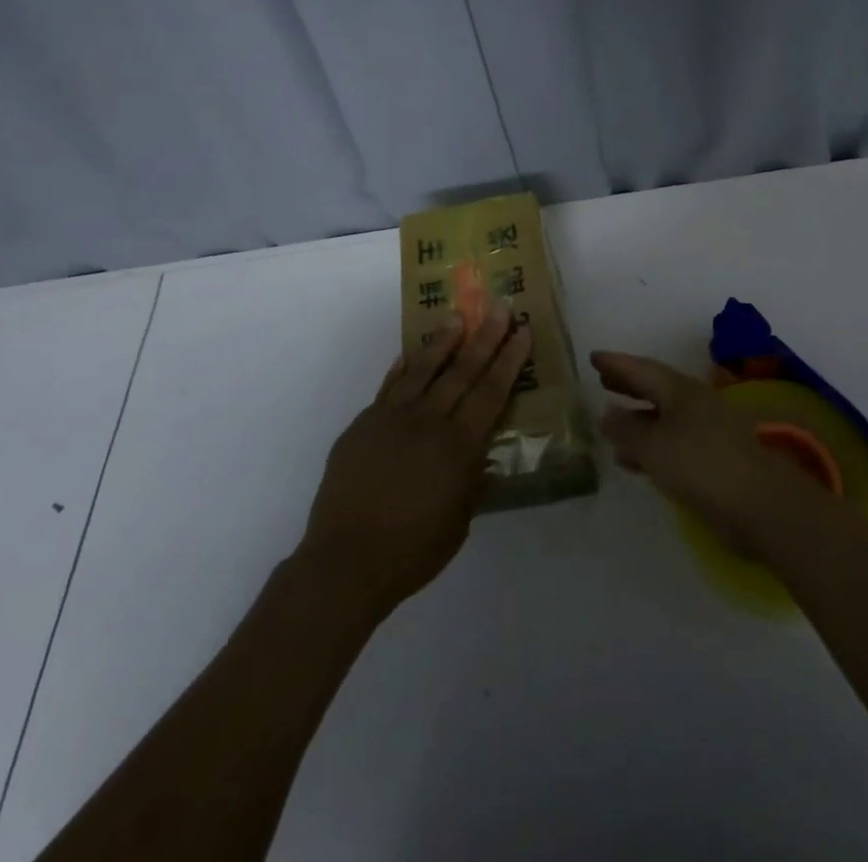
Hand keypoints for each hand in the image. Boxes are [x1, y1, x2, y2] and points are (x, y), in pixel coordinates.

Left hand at [298, 306, 531, 618]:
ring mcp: (391, 418)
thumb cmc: (412, 551)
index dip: (509, 359)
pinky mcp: (363, 424)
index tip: (522, 331)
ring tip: (457, 318)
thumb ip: (471, 481)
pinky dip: (401, 369)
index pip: (491, 392)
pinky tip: (409, 355)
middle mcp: (428, 421)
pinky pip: (388, 387)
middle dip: (485, 337)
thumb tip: (480, 455)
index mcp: (458, 446)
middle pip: (462, 370)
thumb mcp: (459, 522)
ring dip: (443, 342)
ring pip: (423, 369)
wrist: (345, 561)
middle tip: (500, 307)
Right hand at [593, 351, 833, 559]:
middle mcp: (695, 403)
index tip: (593, 357)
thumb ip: (626, 430)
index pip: (642, 369)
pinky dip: (650, 444)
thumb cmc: (701, 464)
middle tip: (602, 380)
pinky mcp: (712, 458)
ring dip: (638, 417)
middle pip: (655, 388)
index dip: (617, 364)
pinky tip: (635, 460)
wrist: (759, 504)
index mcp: (681, 390)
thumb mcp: (653, 447)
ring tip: (611, 421)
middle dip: (628, 384)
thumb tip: (606, 412)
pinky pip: (672, 442)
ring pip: (664, 416)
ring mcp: (706, 430)